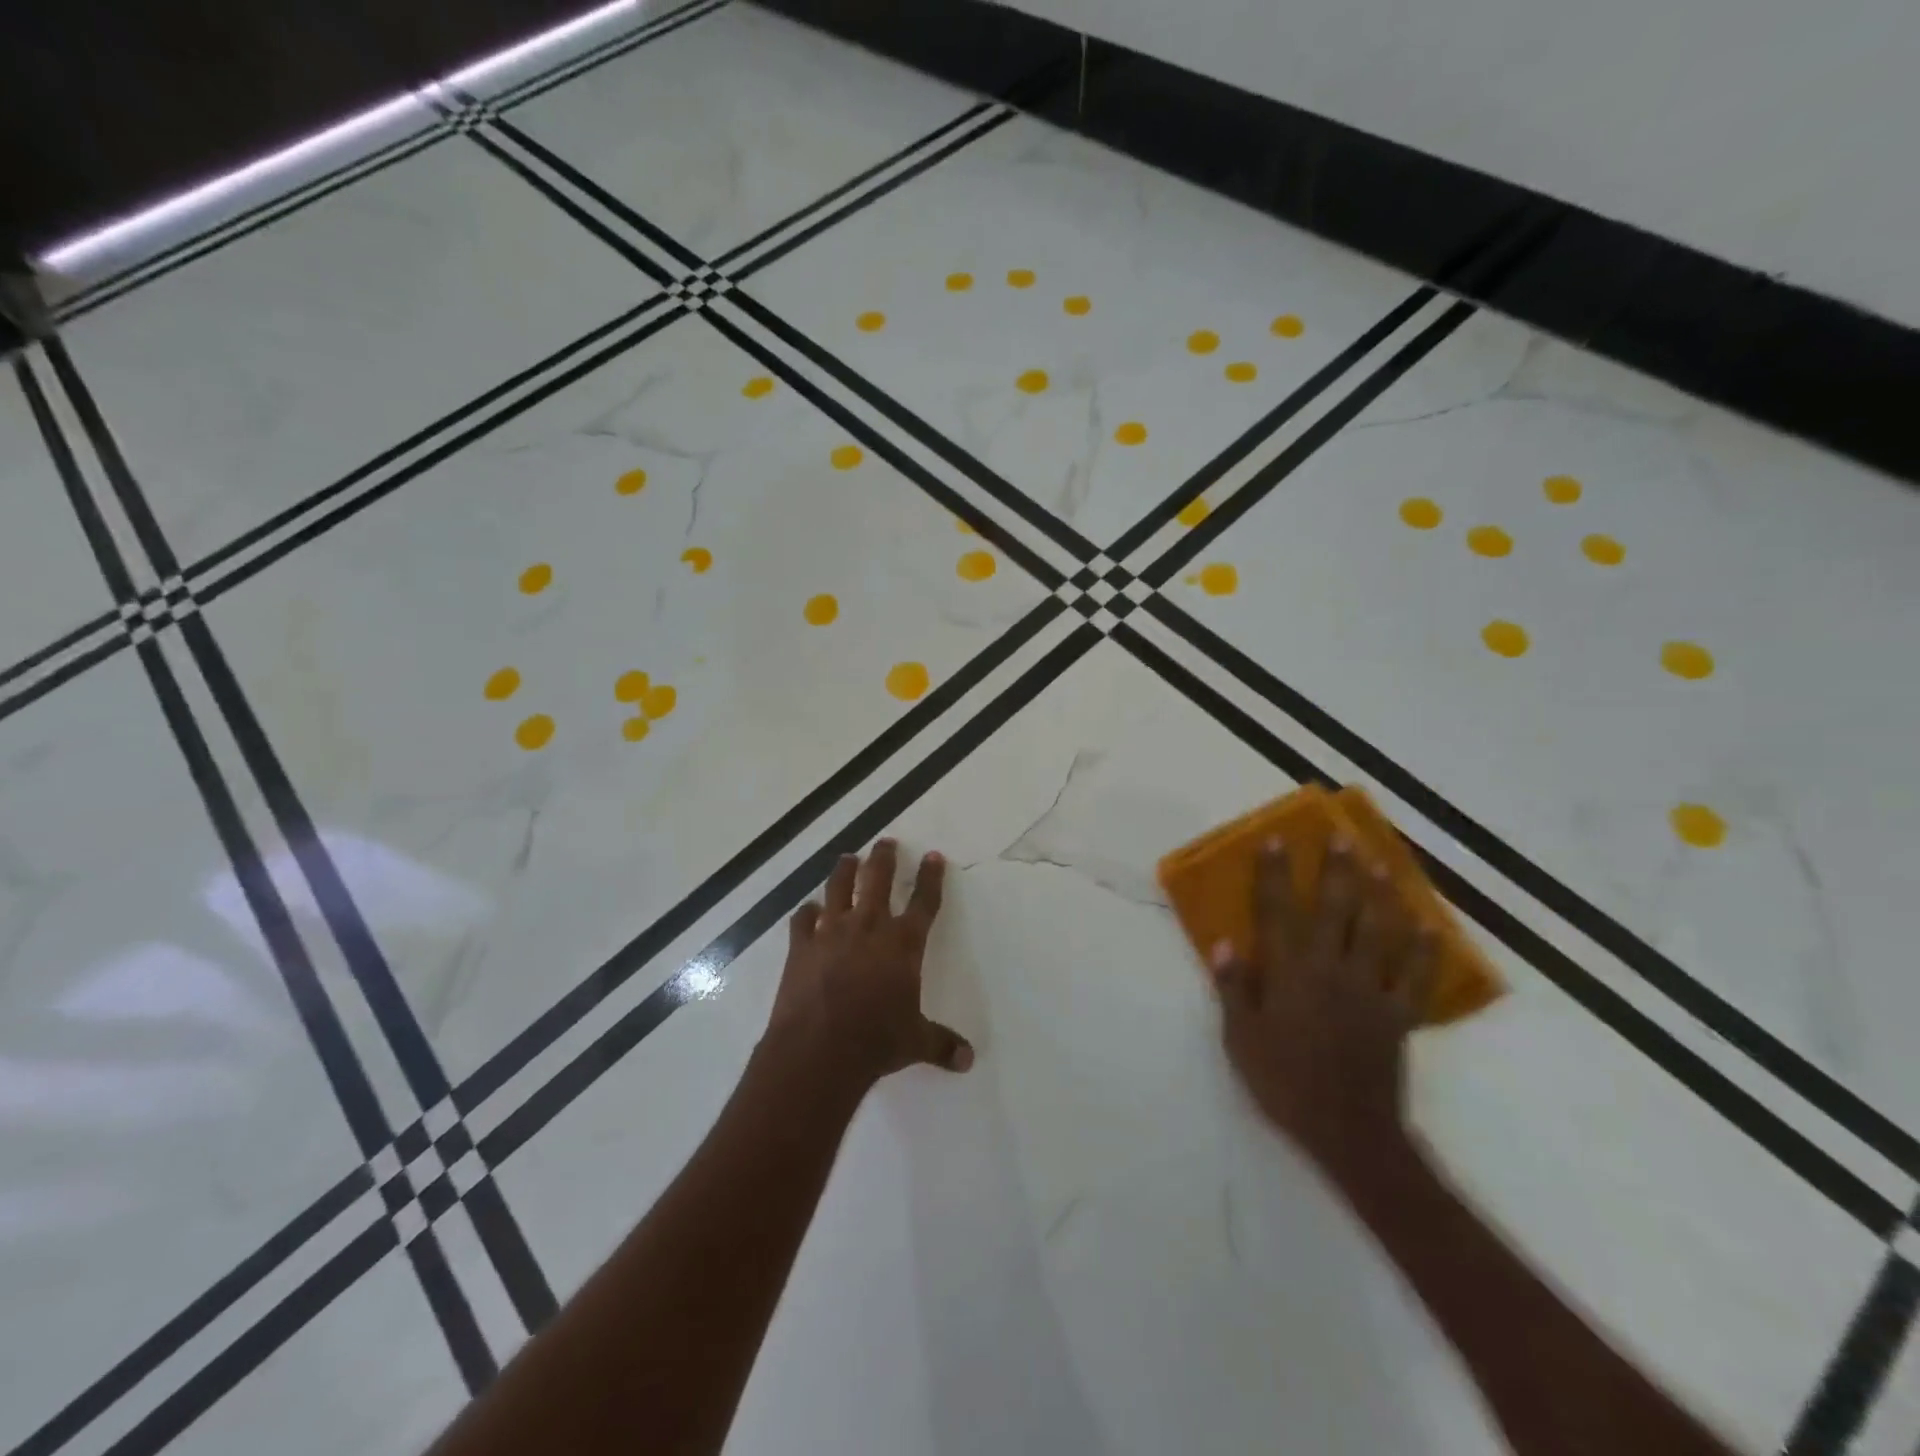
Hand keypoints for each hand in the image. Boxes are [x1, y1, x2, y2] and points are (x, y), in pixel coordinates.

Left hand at [766, 839, 973, 1093]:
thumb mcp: (916, 1042)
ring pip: (839, 888)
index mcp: (903, 944)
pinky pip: (803, 920)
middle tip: (885, 842)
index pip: (923, 902)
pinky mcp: (801, 946)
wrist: (819, 1049)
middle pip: (878, 880)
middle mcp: (869, 927)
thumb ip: (942, 1044)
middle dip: (884, 858)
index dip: (930, 878)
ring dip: (845, 871)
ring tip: (848, 858)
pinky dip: (807, 913)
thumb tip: (969, 1060)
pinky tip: (809, 910)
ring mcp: (832, 933)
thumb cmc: (876, 1041)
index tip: (932, 856)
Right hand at [1209, 837, 1437, 1191]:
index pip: (1278, 912)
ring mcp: (1370, 990)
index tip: (1276, 840)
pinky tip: (1430, 927)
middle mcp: (1331, 970)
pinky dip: (1424, 951)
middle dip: (1337, 872)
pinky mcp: (1397, 1014)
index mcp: (1290, 973)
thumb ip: (1233, 988)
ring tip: (1382, 864)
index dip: (1275, 874)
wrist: (1347, 1129)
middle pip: (1335, 910)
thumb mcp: (1240, 1038)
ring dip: (1380, 896)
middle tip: (1342, 838)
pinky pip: (1415, 977)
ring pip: (1378, 932)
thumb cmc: (1283, 1082)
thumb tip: (1225, 943)